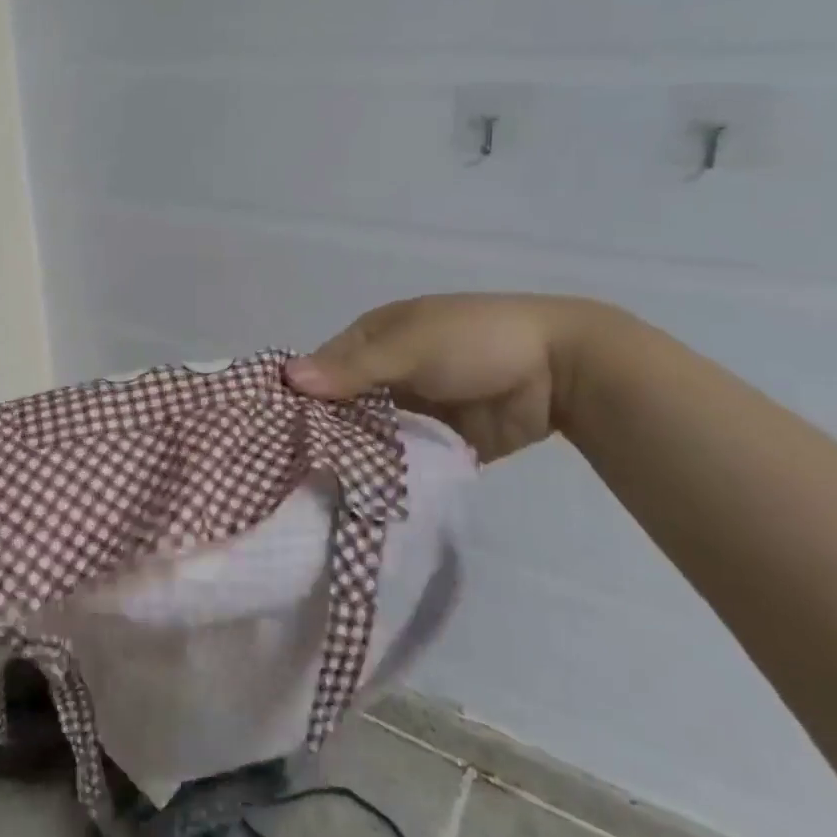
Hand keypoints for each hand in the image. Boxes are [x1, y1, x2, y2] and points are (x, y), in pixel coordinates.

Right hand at [286, 294, 601, 463]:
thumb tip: (287, 378)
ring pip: (372, 436)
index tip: (276, 435)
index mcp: (375, 338)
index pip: (323, 370)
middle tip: (294, 473)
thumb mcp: (409, 347)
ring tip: (321, 493)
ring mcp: (415, 409)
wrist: (561, 369)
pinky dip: (390, 473)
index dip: (301, 398)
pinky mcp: (440, 442)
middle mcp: (387, 373)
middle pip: (344, 407)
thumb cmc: (474, 341)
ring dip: (356, 457)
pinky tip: (364, 498)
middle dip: (326, 434)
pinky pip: (406, 459)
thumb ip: (352, 369)